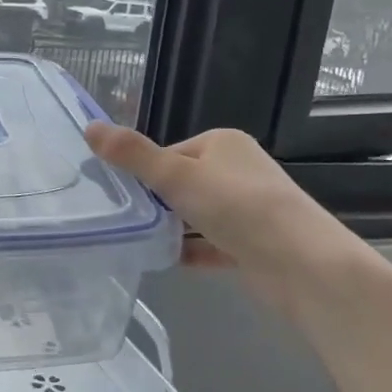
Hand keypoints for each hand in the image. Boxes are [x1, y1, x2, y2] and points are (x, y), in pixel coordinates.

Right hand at [86, 123, 369, 315]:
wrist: (302, 265)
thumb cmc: (237, 207)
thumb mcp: (176, 176)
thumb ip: (132, 154)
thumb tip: (89, 127)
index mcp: (223, 144)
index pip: (169, 153)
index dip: (143, 173)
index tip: (120, 195)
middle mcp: (238, 170)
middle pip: (182, 184)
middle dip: (156, 202)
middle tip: (126, 221)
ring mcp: (249, 209)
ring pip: (196, 215)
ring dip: (171, 228)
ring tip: (139, 242)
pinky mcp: (254, 244)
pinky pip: (211, 244)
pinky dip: (191, 251)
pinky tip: (166, 261)